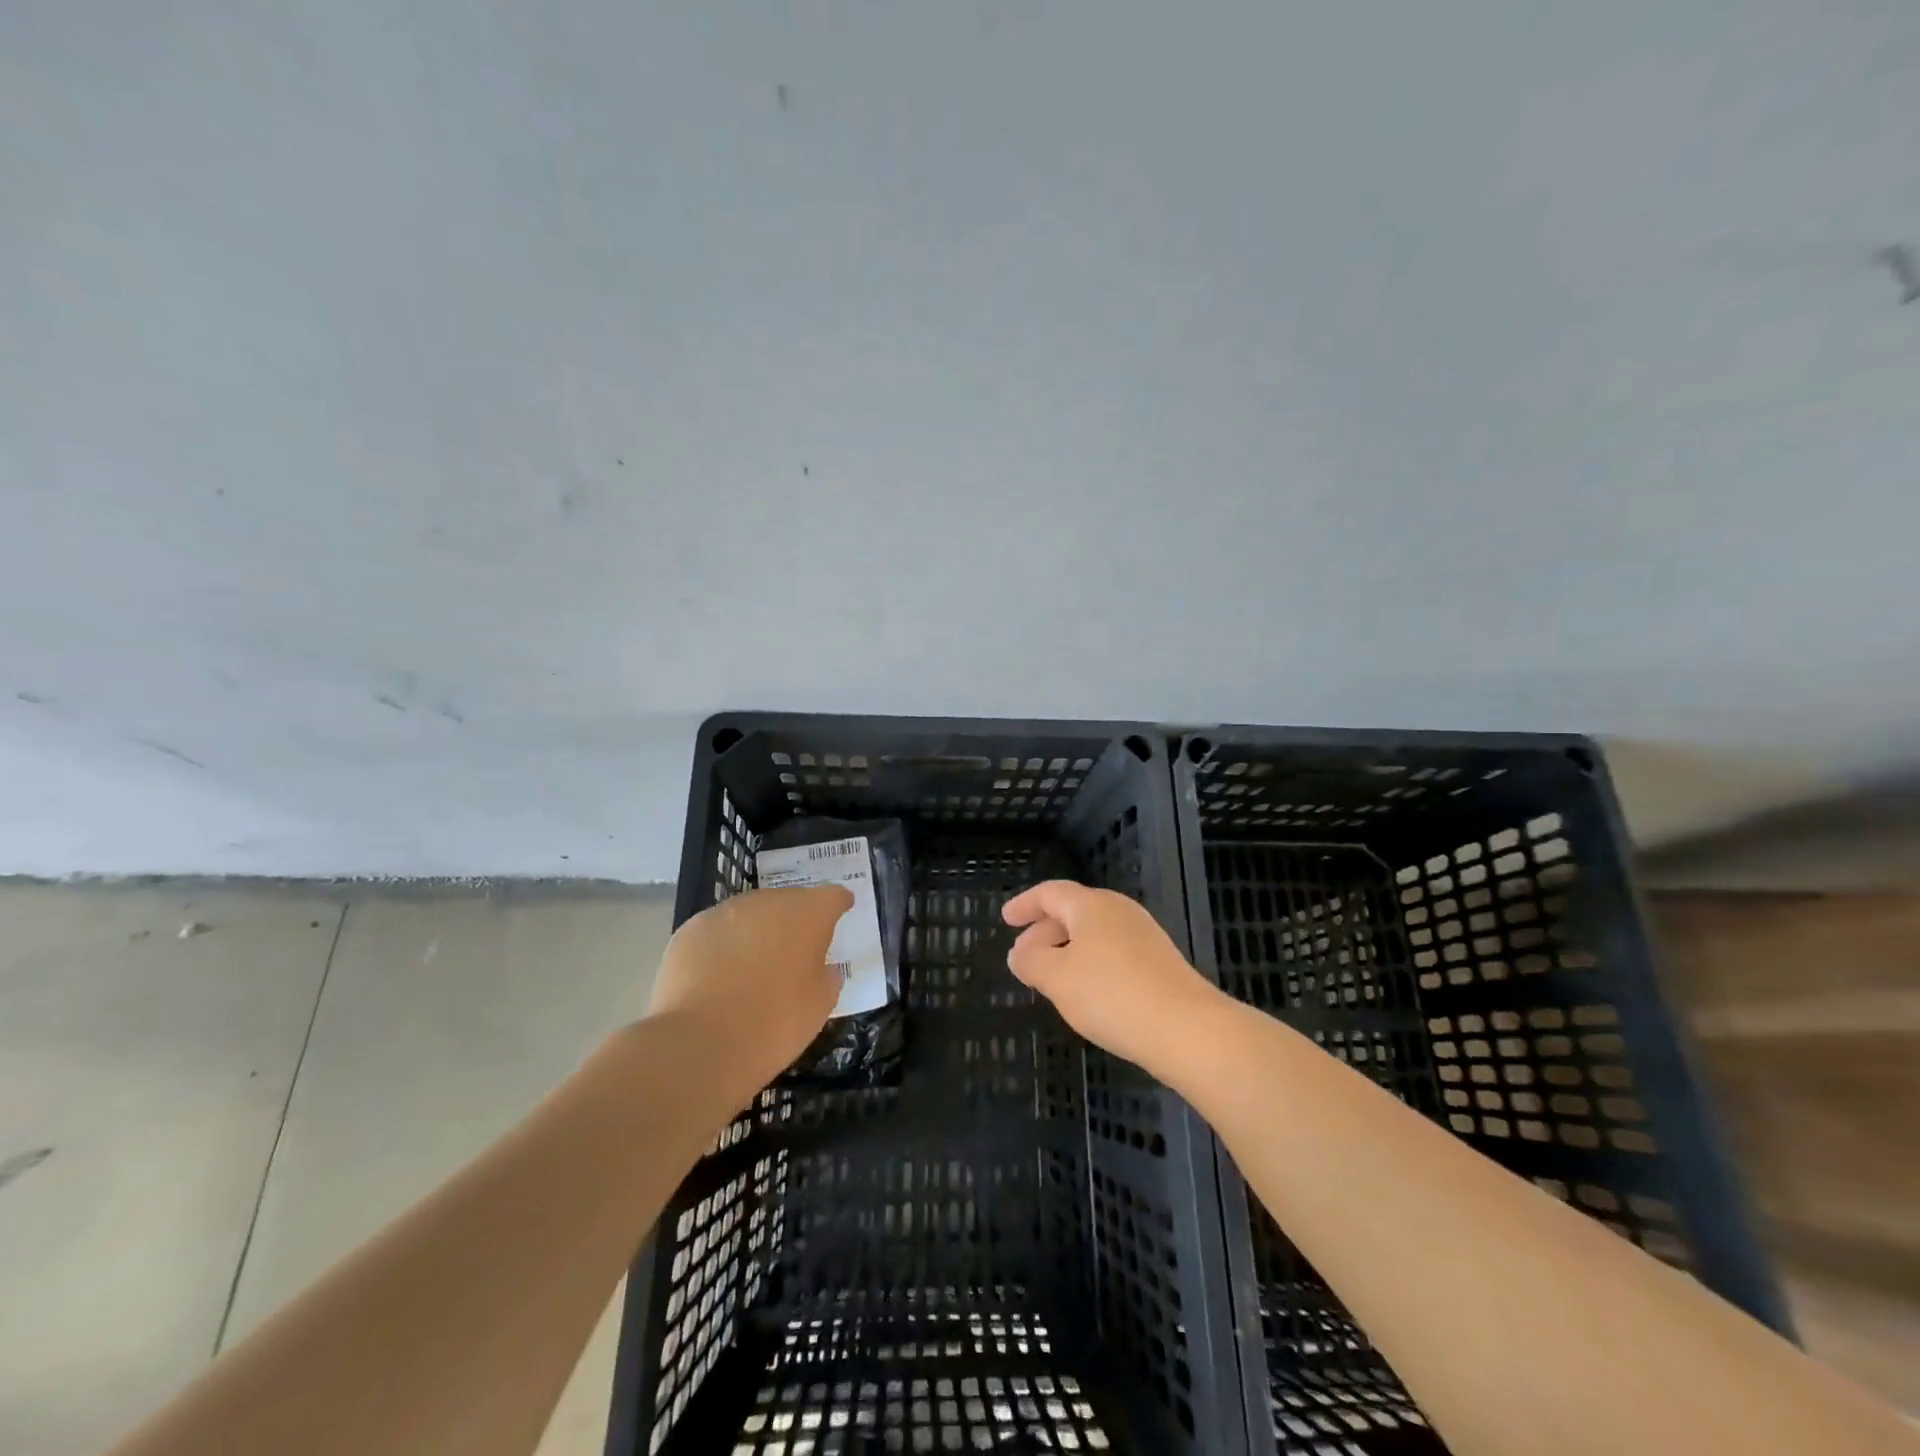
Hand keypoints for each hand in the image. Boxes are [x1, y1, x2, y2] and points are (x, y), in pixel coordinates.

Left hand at [648, 885, 852, 1100]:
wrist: (700, 1044)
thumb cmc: (774, 1024)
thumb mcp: (819, 1005)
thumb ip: (826, 977)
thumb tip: (822, 967)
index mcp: (807, 914)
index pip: (832, 896)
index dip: (838, 904)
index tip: (841, 912)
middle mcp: (768, 902)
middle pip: (788, 902)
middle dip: (793, 921)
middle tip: (794, 952)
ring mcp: (725, 912)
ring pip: (750, 914)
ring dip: (757, 932)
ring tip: (752, 967)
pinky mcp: (690, 930)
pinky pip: (717, 932)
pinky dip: (723, 947)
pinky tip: (718, 977)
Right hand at [1003, 880, 1225, 1079]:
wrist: (1187, 1028)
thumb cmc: (1112, 995)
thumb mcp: (1057, 979)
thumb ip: (1031, 961)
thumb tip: (1019, 953)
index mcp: (1091, 906)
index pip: (1050, 893)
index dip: (1024, 905)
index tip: (1006, 920)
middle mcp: (1119, 911)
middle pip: (1073, 911)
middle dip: (1044, 932)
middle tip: (1023, 957)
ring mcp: (1143, 935)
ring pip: (1094, 933)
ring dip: (1066, 950)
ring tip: (1050, 978)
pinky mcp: (1159, 961)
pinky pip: (1113, 951)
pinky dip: (1090, 963)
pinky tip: (1087, 993)